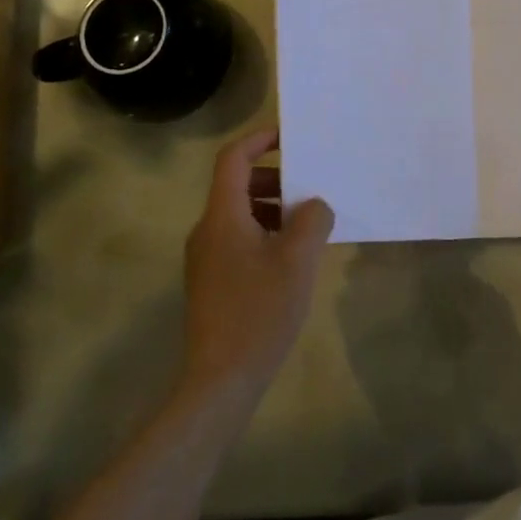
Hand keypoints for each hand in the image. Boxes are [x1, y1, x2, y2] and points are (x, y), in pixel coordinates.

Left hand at [180, 130, 333, 409]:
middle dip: (274, 179)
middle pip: (236, 185)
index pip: (232, 158)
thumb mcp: (298, 259)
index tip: (289, 138)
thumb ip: (312, 219)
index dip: (259, 139)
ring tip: (306, 227)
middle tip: (308, 190)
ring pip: (239, 214)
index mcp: (222, 216)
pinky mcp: (211, 282)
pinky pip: (238, 239)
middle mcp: (207, 230)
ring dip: (272, 208)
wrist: (221, 381)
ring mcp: (206, 258)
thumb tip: (314, 206)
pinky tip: (291, 259)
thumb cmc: (259, 311)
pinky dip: (265, 233)